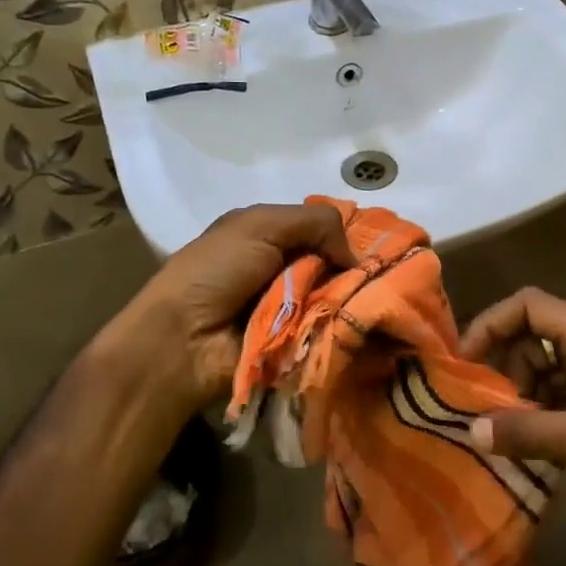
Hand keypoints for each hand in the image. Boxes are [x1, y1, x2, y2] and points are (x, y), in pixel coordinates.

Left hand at [98, 202, 355, 414]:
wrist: (184, 339)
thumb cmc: (215, 271)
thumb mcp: (260, 225)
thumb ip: (315, 222)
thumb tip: (354, 255)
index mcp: (269, 235)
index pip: (322, 229)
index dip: (346, 236)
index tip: (378, 245)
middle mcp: (282, 269)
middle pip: (335, 265)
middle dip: (354, 271)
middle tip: (381, 278)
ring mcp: (290, 308)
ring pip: (338, 298)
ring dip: (351, 300)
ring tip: (376, 302)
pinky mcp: (296, 342)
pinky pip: (330, 330)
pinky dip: (343, 326)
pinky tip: (362, 323)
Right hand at [460, 287, 565, 530]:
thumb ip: (529, 431)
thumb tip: (471, 429)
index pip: (530, 306)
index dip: (491, 324)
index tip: (464, 362)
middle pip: (536, 334)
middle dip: (506, 367)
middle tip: (486, 410)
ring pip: (549, 364)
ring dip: (524, 392)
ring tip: (506, 431)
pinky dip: (545, 408)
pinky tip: (535, 441)